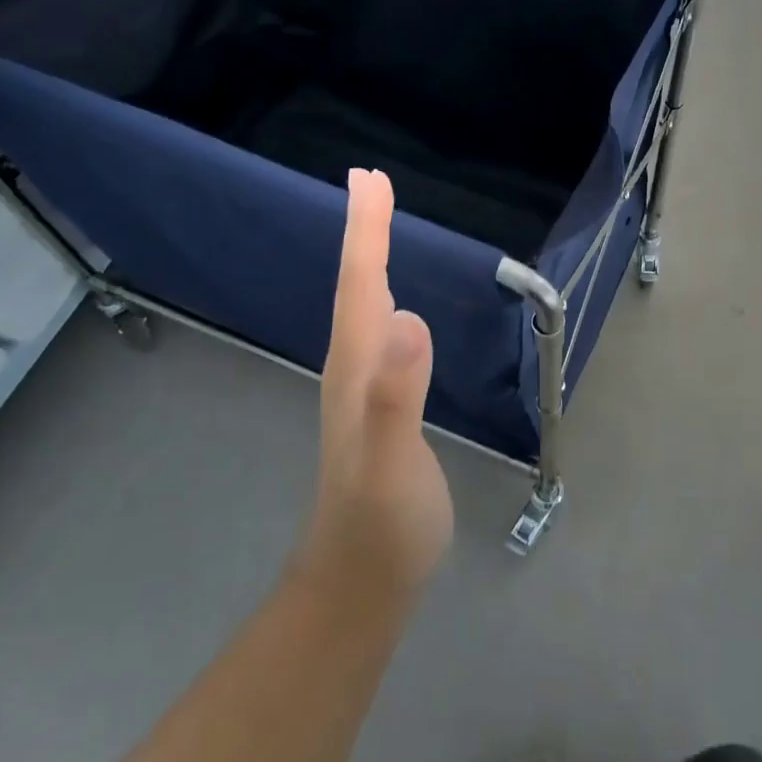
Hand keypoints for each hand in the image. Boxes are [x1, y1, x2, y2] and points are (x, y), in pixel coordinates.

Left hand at [294, 168, 452, 606]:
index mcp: (358, 367)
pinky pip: (377, 330)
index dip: (366, 230)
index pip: (362, 283)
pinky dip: (381, 295)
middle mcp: (353, 366)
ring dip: (370, 257)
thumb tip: (407, 316)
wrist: (359, 583)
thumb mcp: (391, 464)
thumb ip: (396, 395)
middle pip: (357, 284)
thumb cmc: (382, 524)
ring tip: (377, 223)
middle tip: (371, 182)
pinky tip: (391, 303)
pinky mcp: (377, 404)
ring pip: (363, 304)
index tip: (368, 178)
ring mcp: (362, 387)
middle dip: (365, 230)